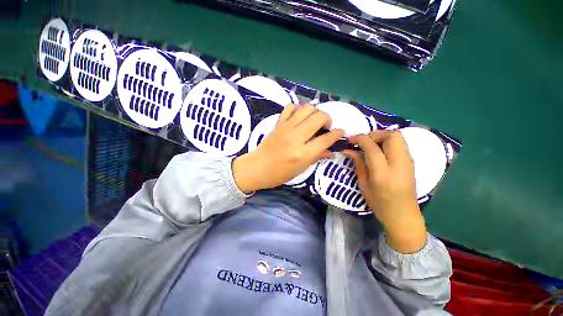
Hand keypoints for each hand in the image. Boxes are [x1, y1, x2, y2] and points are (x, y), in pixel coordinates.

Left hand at [233, 104, 343, 192]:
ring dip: (315, 111)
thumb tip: (332, 151)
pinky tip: (301, 115)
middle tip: (327, 125)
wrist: (257, 168)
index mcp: (302, 153)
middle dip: (328, 118)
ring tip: (315, 119)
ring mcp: (286, 127)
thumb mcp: (301, 169)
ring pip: (307, 108)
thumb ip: (317, 157)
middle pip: (318, 117)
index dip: (337, 134)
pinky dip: (299, 108)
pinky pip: (291, 107)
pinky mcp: (278, 122)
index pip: (326, 139)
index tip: (341, 132)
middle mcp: (296, 137)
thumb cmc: (280, 173)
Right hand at [343, 131, 426, 253]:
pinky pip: (401, 143)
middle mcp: (398, 163)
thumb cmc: (382, 206)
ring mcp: (408, 160)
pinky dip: (390, 141)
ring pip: (397, 136)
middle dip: (375, 134)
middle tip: (366, 142)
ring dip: (384, 136)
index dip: (360, 139)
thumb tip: (349, 149)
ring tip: (375, 146)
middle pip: (390, 135)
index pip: (372, 147)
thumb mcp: (365, 188)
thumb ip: (359, 166)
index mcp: (383, 174)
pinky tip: (384, 152)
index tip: (351, 140)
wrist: (404, 214)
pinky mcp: (411, 160)